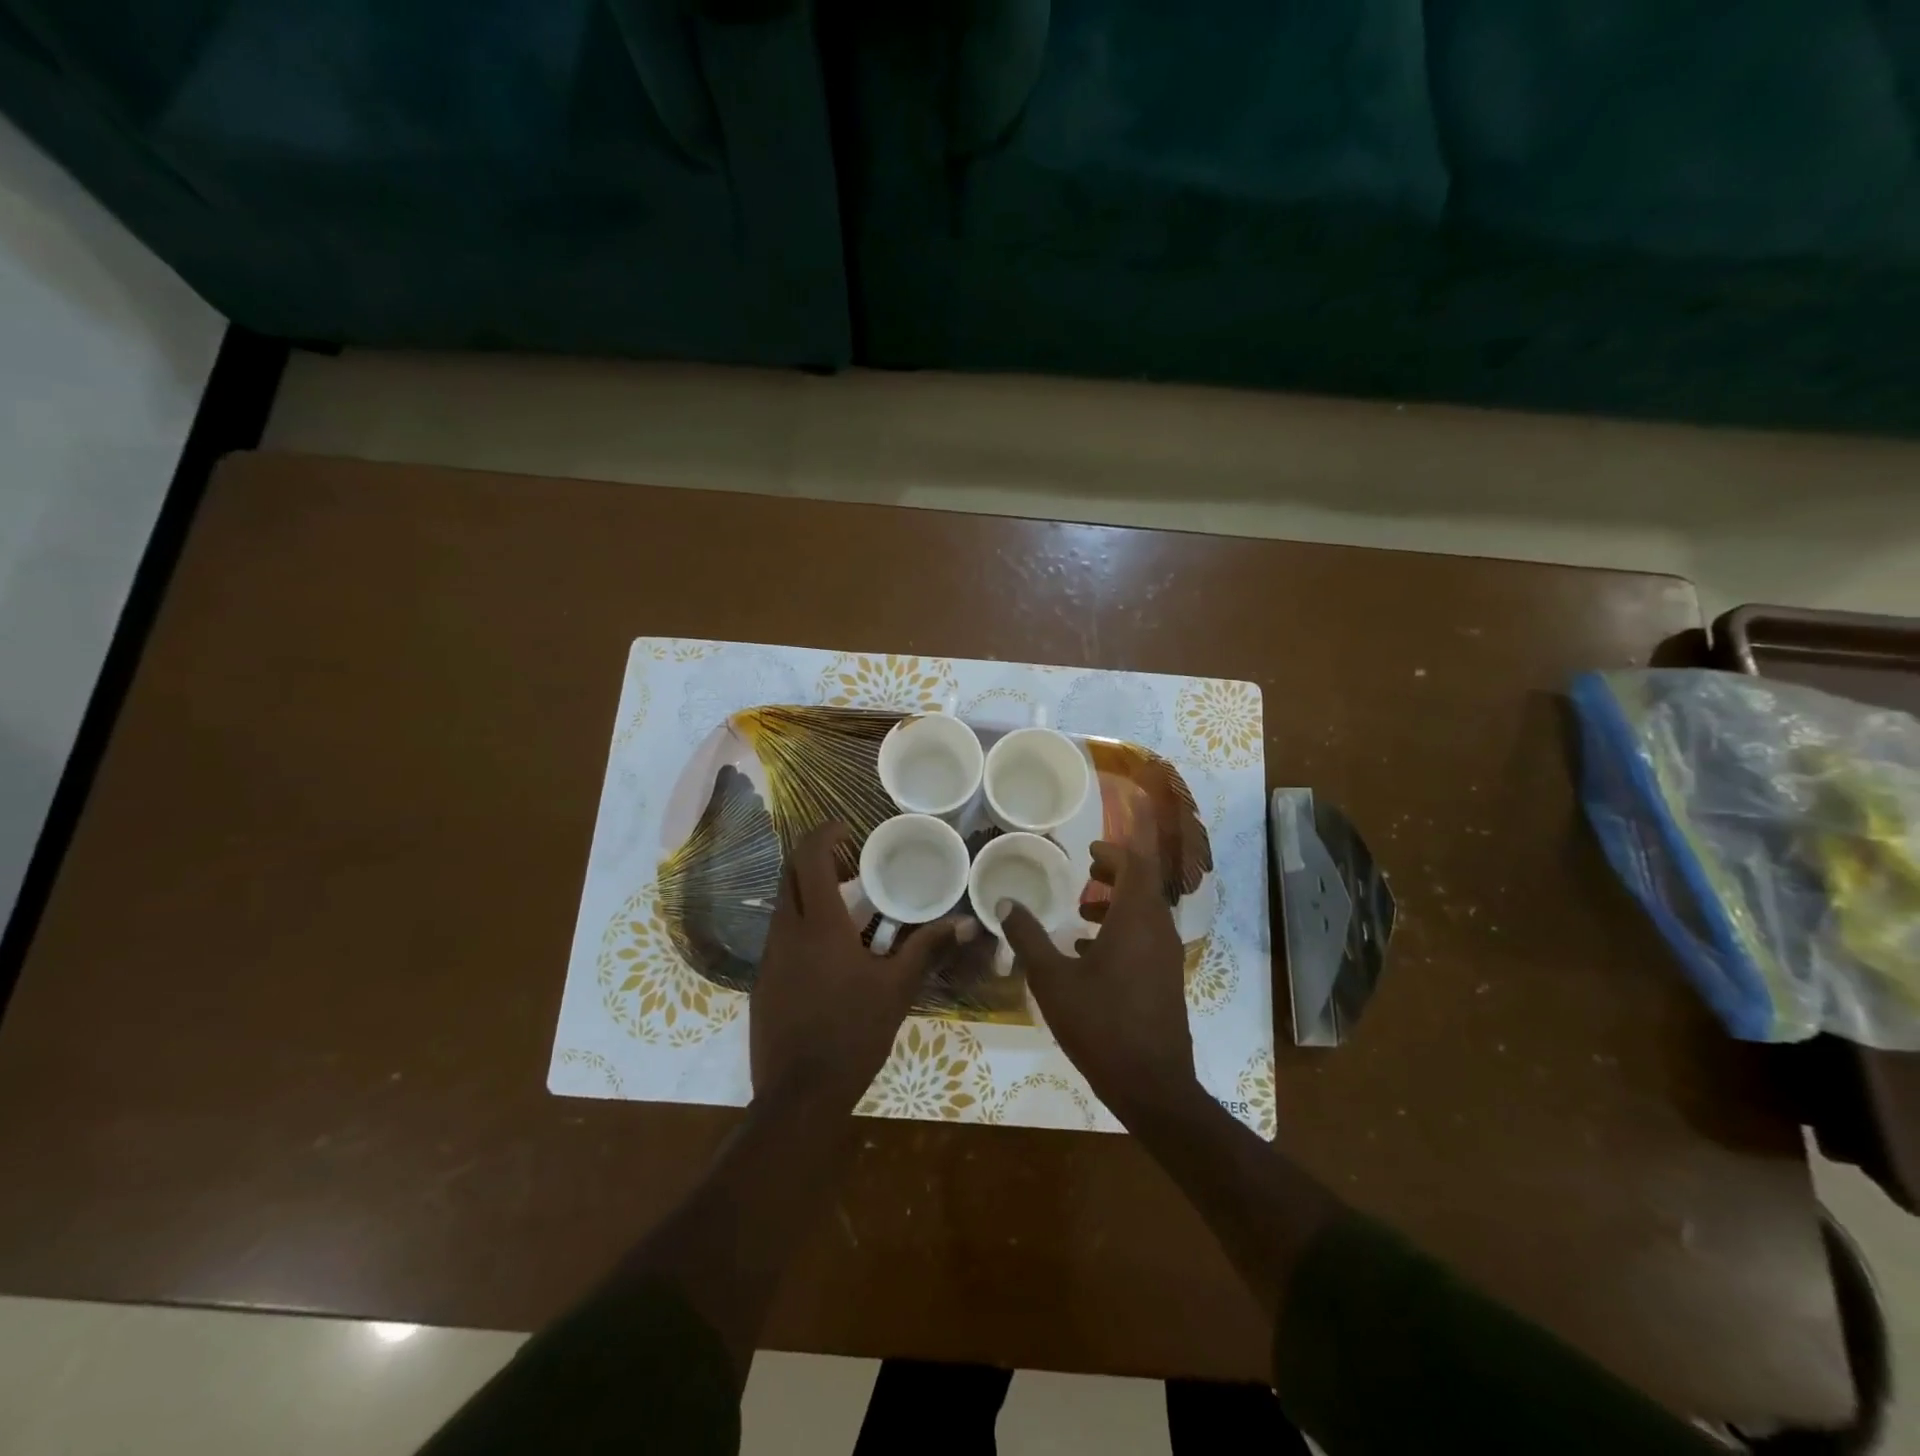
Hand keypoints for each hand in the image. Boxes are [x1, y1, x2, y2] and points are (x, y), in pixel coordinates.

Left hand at [752, 821, 967, 1110]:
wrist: (799, 1096)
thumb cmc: (853, 1033)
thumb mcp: (896, 989)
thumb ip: (926, 949)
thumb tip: (966, 923)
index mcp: (819, 925)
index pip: (808, 859)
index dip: (822, 834)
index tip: (844, 827)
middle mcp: (786, 932)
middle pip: (789, 876)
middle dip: (814, 859)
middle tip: (849, 863)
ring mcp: (769, 959)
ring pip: (783, 907)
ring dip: (808, 895)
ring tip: (847, 907)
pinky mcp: (763, 983)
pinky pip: (781, 938)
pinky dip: (802, 926)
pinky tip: (829, 954)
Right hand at [1001, 821, 1196, 1125]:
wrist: (1151, 1085)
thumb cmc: (1099, 1023)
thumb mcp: (1051, 979)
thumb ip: (1027, 937)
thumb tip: (1004, 902)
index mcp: (1136, 919)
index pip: (1135, 866)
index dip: (1113, 852)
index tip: (1088, 851)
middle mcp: (1159, 931)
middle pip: (1143, 886)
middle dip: (1114, 875)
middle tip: (1085, 874)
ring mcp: (1167, 958)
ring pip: (1145, 914)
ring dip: (1117, 905)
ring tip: (1081, 914)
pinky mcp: (1167, 981)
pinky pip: (1147, 940)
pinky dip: (1123, 932)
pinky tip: (1090, 955)